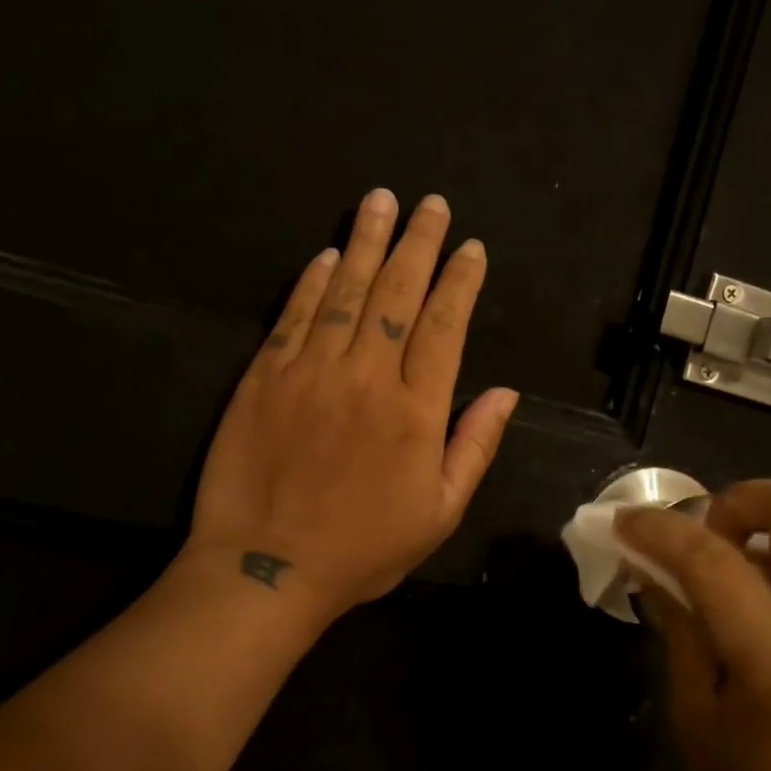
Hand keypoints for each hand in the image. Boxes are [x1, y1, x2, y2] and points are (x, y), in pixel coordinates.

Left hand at [185, 187, 518, 619]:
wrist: (267, 569)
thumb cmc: (362, 549)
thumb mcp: (439, 513)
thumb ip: (475, 447)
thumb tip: (506, 393)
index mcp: (416, 411)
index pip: (445, 326)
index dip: (460, 281)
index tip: (470, 247)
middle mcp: (366, 376)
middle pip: (398, 294)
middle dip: (418, 243)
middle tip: (430, 203)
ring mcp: (310, 371)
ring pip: (345, 292)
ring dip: (367, 243)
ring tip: (380, 201)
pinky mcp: (264, 377)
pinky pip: (293, 316)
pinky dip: (311, 282)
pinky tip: (327, 255)